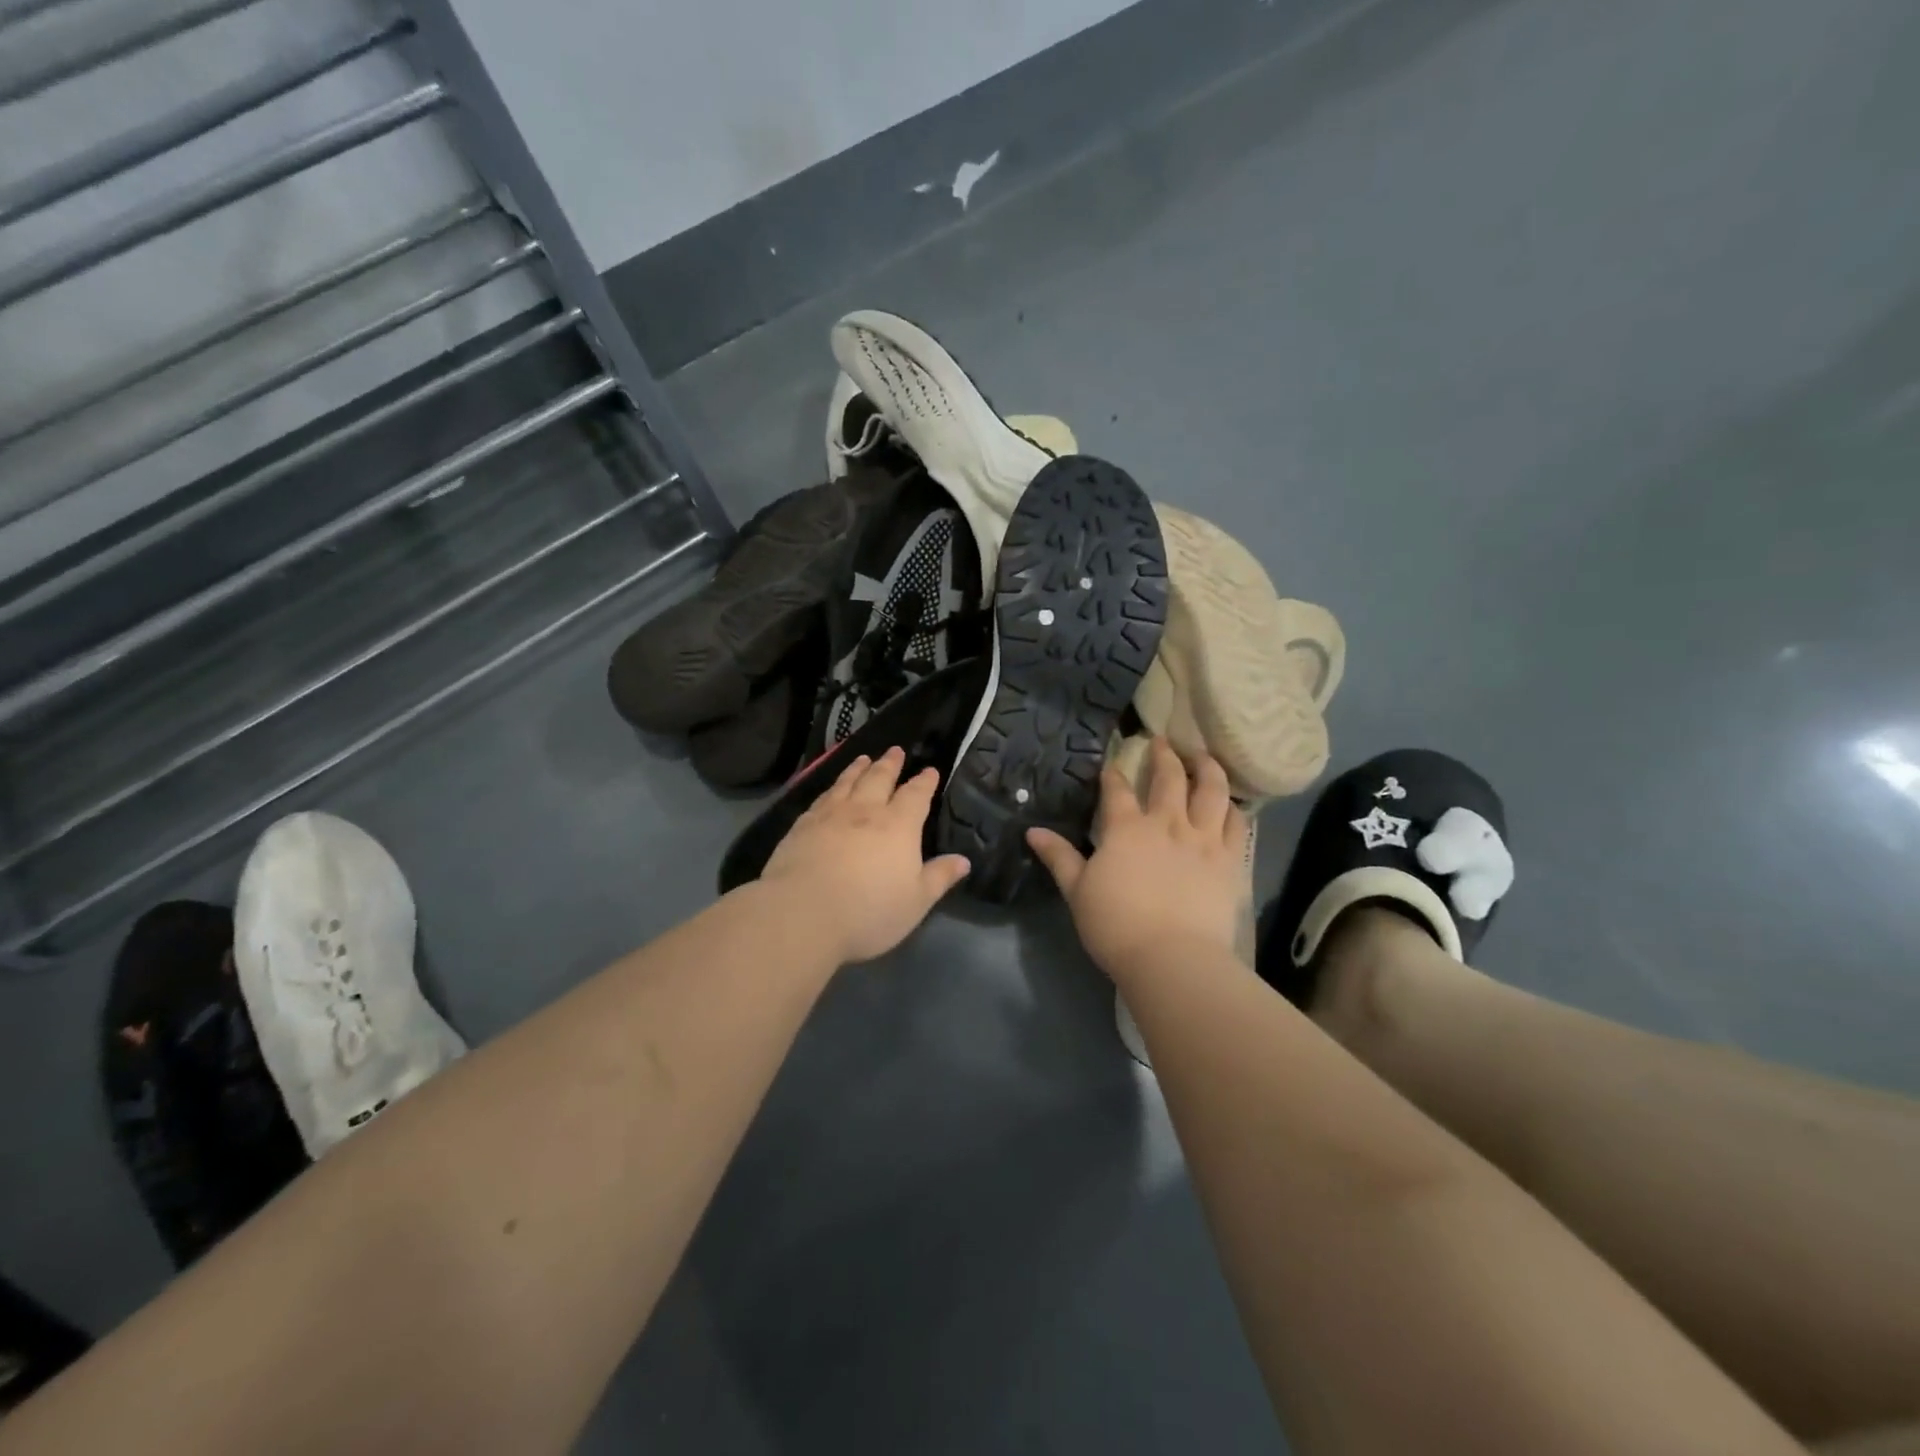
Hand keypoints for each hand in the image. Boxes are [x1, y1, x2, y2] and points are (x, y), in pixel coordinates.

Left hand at [760, 746, 971, 962]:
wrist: (802, 914)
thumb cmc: (869, 911)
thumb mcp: (916, 901)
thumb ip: (939, 877)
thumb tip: (963, 860)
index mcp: (898, 826)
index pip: (916, 796)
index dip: (924, 782)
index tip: (930, 770)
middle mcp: (865, 811)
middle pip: (879, 779)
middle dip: (890, 764)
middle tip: (895, 750)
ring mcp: (830, 816)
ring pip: (847, 783)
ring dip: (858, 769)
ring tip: (864, 759)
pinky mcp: (802, 827)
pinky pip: (820, 799)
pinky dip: (830, 788)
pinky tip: (830, 791)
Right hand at [1027, 738, 1247, 979]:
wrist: (1172, 958)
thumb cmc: (1116, 926)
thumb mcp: (1077, 891)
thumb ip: (1059, 857)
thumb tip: (1033, 831)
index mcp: (1126, 829)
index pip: (1118, 790)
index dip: (1114, 773)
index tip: (1112, 763)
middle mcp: (1167, 823)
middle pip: (1169, 778)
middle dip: (1164, 755)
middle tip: (1163, 740)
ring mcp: (1203, 839)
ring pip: (1211, 791)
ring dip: (1207, 768)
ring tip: (1203, 757)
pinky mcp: (1230, 860)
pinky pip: (1237, 824)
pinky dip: (1233, 808)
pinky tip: (1230, 803)